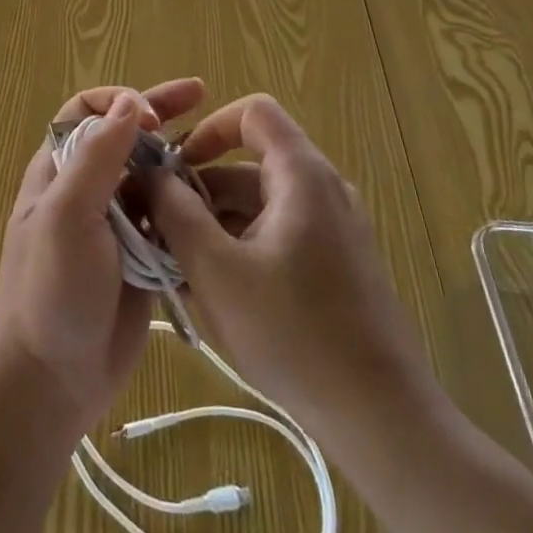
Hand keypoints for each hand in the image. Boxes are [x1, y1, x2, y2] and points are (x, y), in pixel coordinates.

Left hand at [0, 78, 205, 440]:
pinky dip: (189, 203)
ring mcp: (115, 224)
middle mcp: (87, 189)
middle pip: (126, 136)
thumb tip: (129, 103)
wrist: (50, 382)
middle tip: (203, 95)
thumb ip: (97, 157)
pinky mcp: (141, 257)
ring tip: (219, 152)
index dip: (120, 101)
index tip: (154, 117)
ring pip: (151, 175)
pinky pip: (167, 216)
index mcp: (60, 170)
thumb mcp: (67, 216)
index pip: (87, 111)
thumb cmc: (50, 292)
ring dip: (179, 158)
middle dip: (161, 113)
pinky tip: (218, 199)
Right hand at [146, 94, 448, 446]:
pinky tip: (214, 291)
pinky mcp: (337, 263)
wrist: (382, 418)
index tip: (176, 168)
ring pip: (261, 203)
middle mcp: (323, 189)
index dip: (209, 128)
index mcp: (302, 175)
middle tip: (161, 229)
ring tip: (179, 267)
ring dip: (216, 223)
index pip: (253, 113)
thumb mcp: (217, 271)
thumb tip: (150, 173)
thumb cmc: (294, 335)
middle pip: (250, 163)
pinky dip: (242, 246)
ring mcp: (334, 228)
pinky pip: (278, 233)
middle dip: (201, 190)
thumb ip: (175, 213)